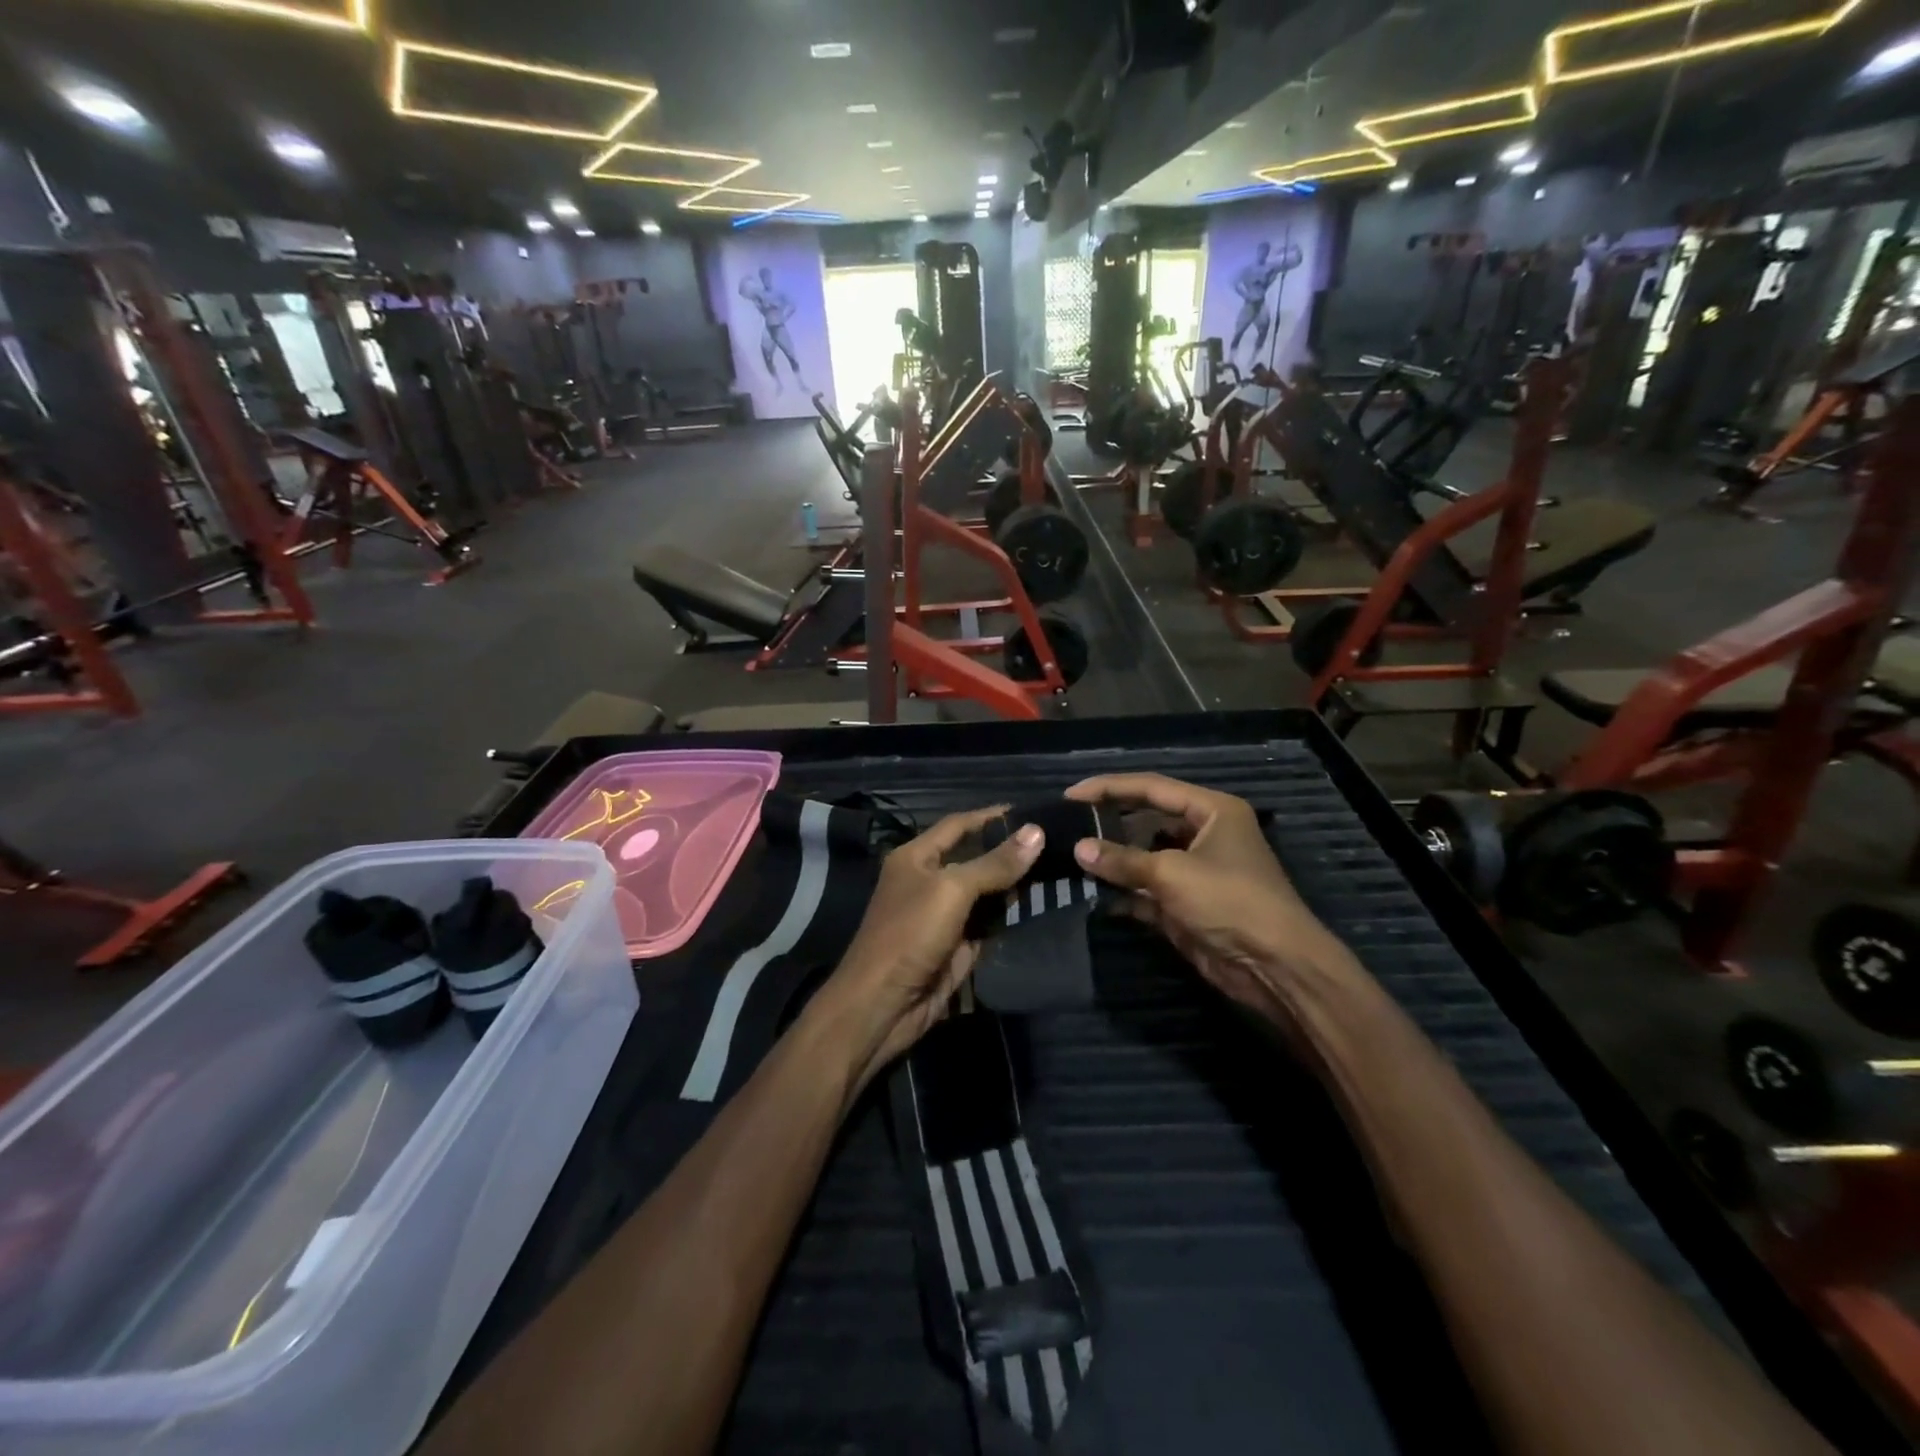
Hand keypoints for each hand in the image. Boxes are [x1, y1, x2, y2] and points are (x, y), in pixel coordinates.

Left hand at [813, 806, 1043, 1092]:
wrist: (882, 1005)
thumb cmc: (910, 935)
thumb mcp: (952, 890)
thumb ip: (994, 863)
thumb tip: (1037, 832)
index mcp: (916, 857)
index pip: (959, 825)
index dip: (992, 816)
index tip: (1032, 812)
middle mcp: (929, 880)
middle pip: (976, 858)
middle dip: (1010, 851)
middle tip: (1057, 841)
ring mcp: (944, 915)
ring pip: (986, 891)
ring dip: (1015, 883)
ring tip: (1058, 867)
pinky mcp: (957, 945)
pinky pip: (989, 922)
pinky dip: (1010, 914)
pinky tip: (1041, 902)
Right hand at [1066, 774, 1355, 1022]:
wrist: (1275, 966)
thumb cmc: (1230, 901)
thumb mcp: (1172, 874)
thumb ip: (1123, 860)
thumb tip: (1078, 849)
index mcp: (1212, 811)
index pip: (1152, 788)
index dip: (1110, 788)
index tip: (1072, 794)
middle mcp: (1204, 835)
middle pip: (1147, 821)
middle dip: (1109, 825)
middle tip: (1068, 825)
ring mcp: (1195, 871)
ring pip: (1144, 857)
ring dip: (1113, 861)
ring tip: (1072, 857)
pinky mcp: (1187, 905)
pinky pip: (1147, 891)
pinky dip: (1124, 892)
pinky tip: (1093, 893)